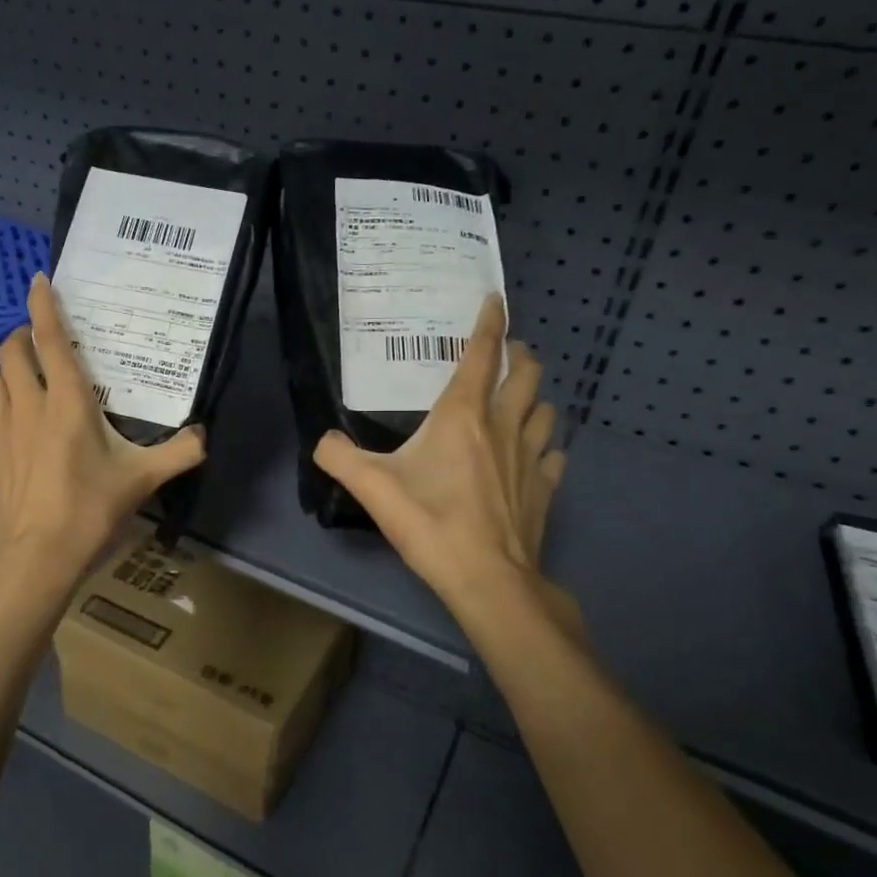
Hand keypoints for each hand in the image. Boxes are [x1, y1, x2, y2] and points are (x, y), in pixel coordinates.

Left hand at [0, 273, 206, 594]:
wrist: (38, 558)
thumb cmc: (92, 510)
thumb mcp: (144, 480)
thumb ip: (179, 452)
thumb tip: (205, 435)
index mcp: (67, 402)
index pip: (50, 339)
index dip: (44, 305)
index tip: (38, 280)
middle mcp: (28, 406)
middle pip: (11, 352)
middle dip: (21, 338)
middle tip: (38, 343)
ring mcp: (0, 432)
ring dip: (5, 374)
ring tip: (21, 382)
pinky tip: (5, 431)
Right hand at [314, 295, 580, 634]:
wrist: (488, 578)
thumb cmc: (431, 524)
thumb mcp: (372, 488)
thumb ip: (339, 457)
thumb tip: (323, 441)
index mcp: (463, 415)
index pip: (483, 353)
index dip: (490, 321)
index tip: (495, 298)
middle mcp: (505, 425)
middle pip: (528, 373)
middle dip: (519, 356)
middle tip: (503, 357)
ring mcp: (532, 457)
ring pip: (546, 410)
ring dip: (534, 399)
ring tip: (517, 403)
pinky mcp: (546, 488)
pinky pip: (553, 454)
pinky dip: (544, 446)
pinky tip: (531, 457)